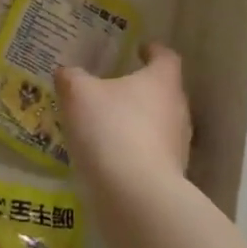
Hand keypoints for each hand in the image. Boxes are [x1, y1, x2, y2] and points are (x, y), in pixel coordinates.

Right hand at [57, 43, 192, 184]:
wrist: (136, 198)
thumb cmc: (111, 129)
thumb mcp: (78, 94)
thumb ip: (71, 78)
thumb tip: (67, 73)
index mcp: (162, 81)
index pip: (166, 57)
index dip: (152, 50)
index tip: (138, 49)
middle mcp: (178, 109)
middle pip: (164, 91)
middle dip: (142, 88)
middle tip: (115, 87)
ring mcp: (179, 146)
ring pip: (160, 124)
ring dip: (139, 122)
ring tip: (110, 124)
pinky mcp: (172, 177)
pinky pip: (153, 154)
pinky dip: (136, 150)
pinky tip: (112, 156)